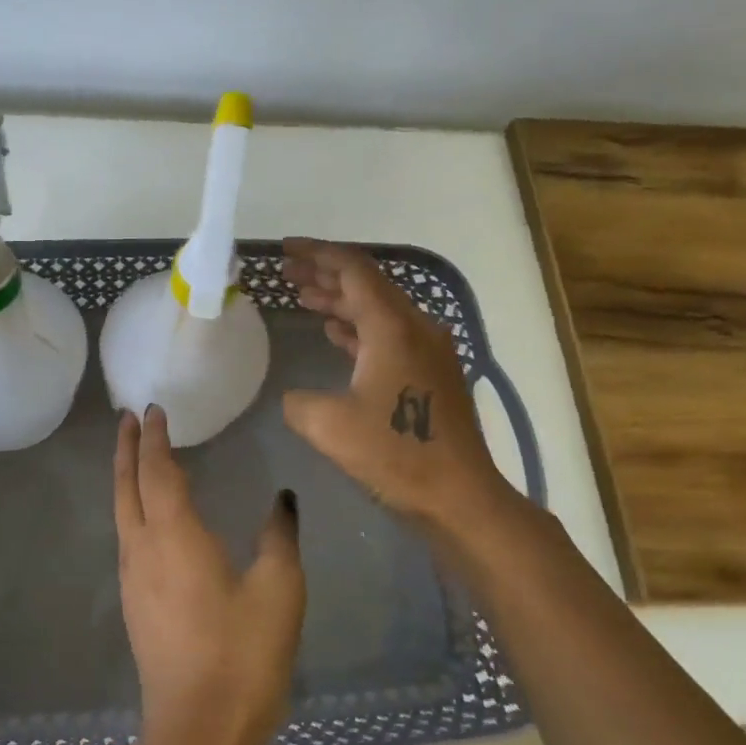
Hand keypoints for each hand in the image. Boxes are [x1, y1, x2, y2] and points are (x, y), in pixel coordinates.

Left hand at [111, 406, 304, 744]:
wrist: (199, 733)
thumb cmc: (243, 656)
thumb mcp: (279, 591)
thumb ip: (279, 537)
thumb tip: (281, 499)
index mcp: (175, 537)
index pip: (158, 472)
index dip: (155, 439)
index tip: (154, 409)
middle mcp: (143, 550)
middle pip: (126, 487)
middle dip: (127, 449)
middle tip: (128, 418)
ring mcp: (134, 580)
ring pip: (122, 513)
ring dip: (126, 478)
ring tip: (136, 455)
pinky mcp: (136, 605)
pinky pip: (128, 537)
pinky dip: (133, 508)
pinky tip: (149, 514)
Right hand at [282, 238, 516, 536]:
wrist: (460, 495)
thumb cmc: (396, 455)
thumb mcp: (328, 425)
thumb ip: (298, 400)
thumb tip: (295, 396)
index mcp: (392, 326)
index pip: (352, 269)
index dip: (316, 253)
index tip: (285, 249)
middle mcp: (415, 326)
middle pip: (367, 284)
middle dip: (324, 275)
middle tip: (286, 273)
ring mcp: (428, 349)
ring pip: (378, 309)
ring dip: (340, 301)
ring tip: (303, 297)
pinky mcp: (432, 372)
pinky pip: (388, 334)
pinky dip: (358, 327)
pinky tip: (335, 333)